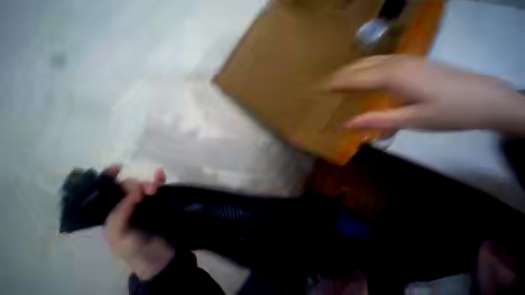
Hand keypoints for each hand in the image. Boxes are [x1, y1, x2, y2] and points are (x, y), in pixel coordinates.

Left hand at [104, 166, 174, 280]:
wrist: (159, 259)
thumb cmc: (134, 250)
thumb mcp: (120, 235)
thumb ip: (121, 212)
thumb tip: (137, 190)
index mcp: (112, 214)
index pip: (106, 193)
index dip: (109, 179)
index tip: (118, 168)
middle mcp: (126, 207)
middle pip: (127, 187)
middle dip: (135, 183)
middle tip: (147, 189)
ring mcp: (144, 205)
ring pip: (144, 186)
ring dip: (150, 181)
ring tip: (157, 183)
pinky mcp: (159, 204)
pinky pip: (159, 189)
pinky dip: (160, 181)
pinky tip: (162, 175)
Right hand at [328, 55, 524, 132]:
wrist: (487, 99)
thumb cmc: (452, 111)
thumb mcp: (413, 120)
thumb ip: (377, 121)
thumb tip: (345, 125)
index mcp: (394, 76)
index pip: (355, 78)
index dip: (335, 83)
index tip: (319, 88)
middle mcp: (397, 63)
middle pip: (360, 65)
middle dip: (340, 74)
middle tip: (324, 85)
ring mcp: (406, 61)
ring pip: (370, 61)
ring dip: (351, 69)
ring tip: (337, 80)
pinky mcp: (413, 63)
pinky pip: (380, 62)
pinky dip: (365, 67)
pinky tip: (362, 74)